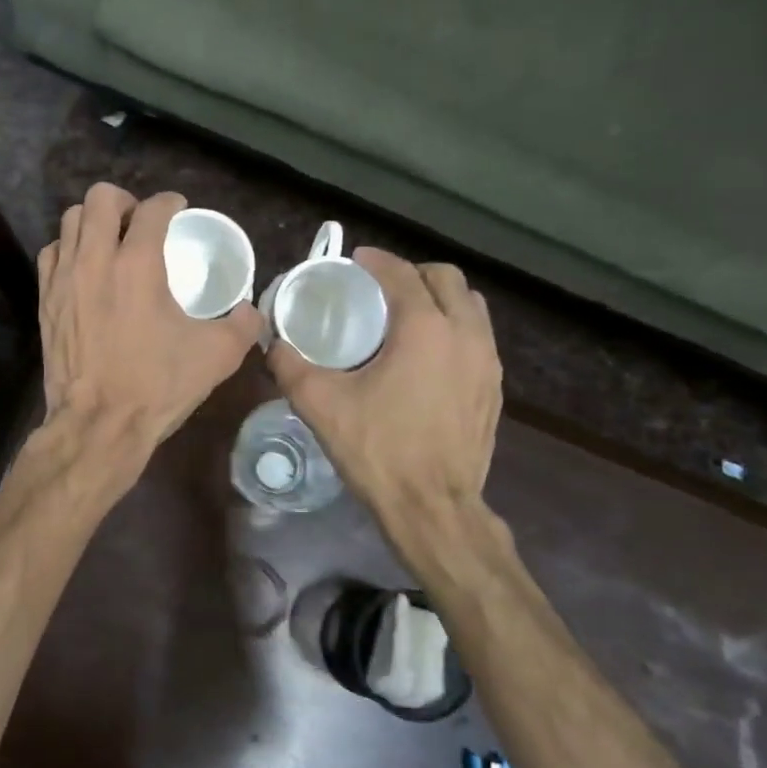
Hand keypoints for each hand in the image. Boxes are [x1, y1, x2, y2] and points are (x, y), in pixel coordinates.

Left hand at [38, 184, 261, 455]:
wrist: (99, 424)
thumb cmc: (157, 386)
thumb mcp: (217, 356)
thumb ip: (243, 325)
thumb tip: (251, 311)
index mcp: (137, 264)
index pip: (152, 209)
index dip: (169, 202)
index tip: (177, 209)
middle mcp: (95, 259)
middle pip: (100, 198)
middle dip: (124, 201)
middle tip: (139, 223)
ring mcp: (63, 279)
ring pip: (70, 221)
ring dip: (93, 222)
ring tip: (110, 241)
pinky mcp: (44, 301)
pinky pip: (51, 254)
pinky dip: (69, 249)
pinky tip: (84, 269)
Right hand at [269, 250, 501, 509]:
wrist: (432, 507)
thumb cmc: (378, 450)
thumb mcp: (321, 405)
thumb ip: (290, 366)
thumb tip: (273, 344)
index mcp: (425, 329)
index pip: (403, 275)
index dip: (378, 261)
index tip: (356, 260)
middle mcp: (465, 335)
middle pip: (448, 279)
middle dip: (414, 273)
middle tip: (381, 287)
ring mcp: (486, 363)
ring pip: (471, 307)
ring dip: (441, 299)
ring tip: (408, 316)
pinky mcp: (493, 390)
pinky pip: (478, 339)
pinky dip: (455, 329)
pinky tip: (428, 357)